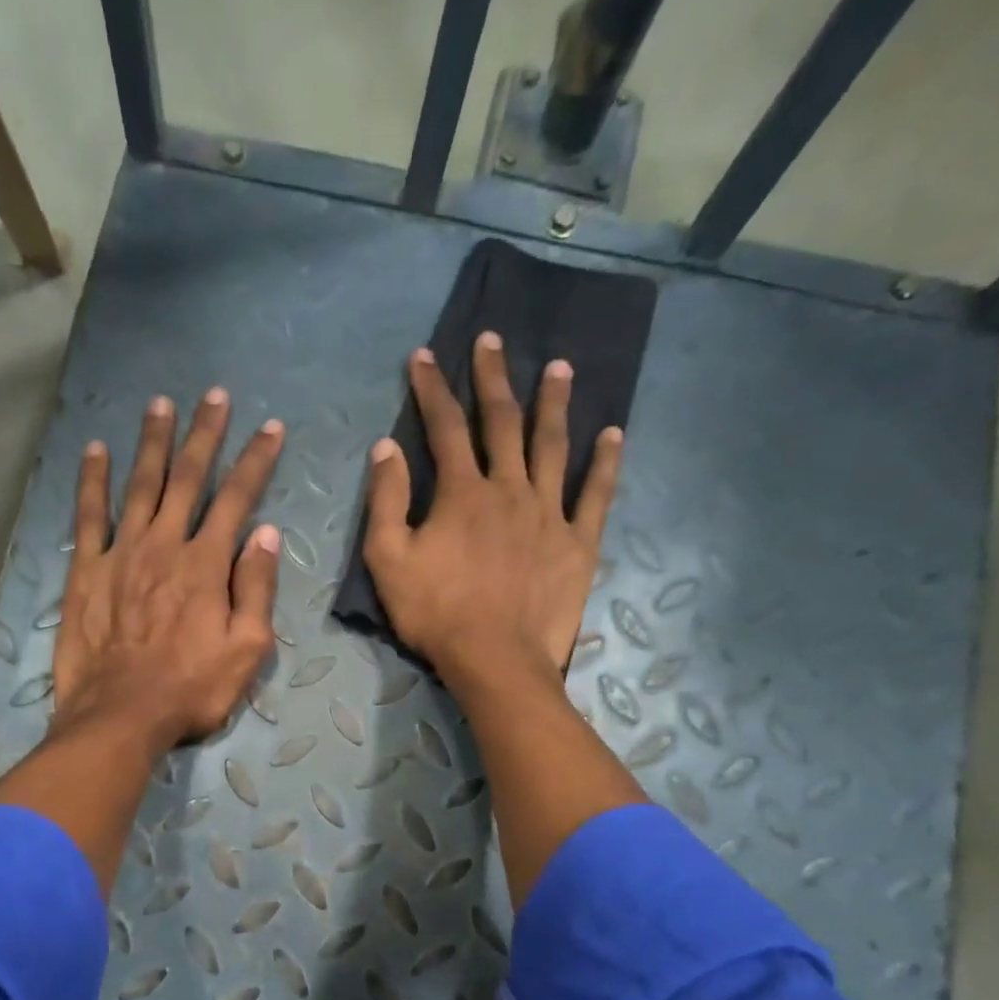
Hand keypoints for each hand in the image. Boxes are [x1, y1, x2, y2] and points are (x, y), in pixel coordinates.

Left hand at [52, 388, 284, 753]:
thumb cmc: (191, 689)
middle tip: (214, 395)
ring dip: (152, 442)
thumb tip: (266, 534)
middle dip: (205, 434)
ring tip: (160, 404)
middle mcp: (164, 545)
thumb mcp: (246, 650)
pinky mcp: (86, 571)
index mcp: (207, 565)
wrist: (120, 715)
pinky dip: (92, 480)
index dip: (256, 461)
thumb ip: (256, 589)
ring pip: (140, 485)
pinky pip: (89, 516)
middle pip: (188, 478)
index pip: (237, 499)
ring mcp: (121, 553)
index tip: (271, 427)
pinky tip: (96, 449)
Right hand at [362, 332, 623, 689]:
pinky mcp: (577, 542)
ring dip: (554, 403)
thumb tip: (387, 448)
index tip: (424, 357)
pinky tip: (612, 434)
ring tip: (560, 367)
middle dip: (493, 378)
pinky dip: (605, 462)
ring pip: (553, 445)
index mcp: (462, 492)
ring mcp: (549, 512)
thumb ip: (386, 501)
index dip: (432, 388)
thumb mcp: (388, 559)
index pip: (444, 427)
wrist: (494, 659)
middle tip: (493, 340)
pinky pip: (596, 494)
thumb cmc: (435, 612)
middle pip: (502, 422)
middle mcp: (508, 488)